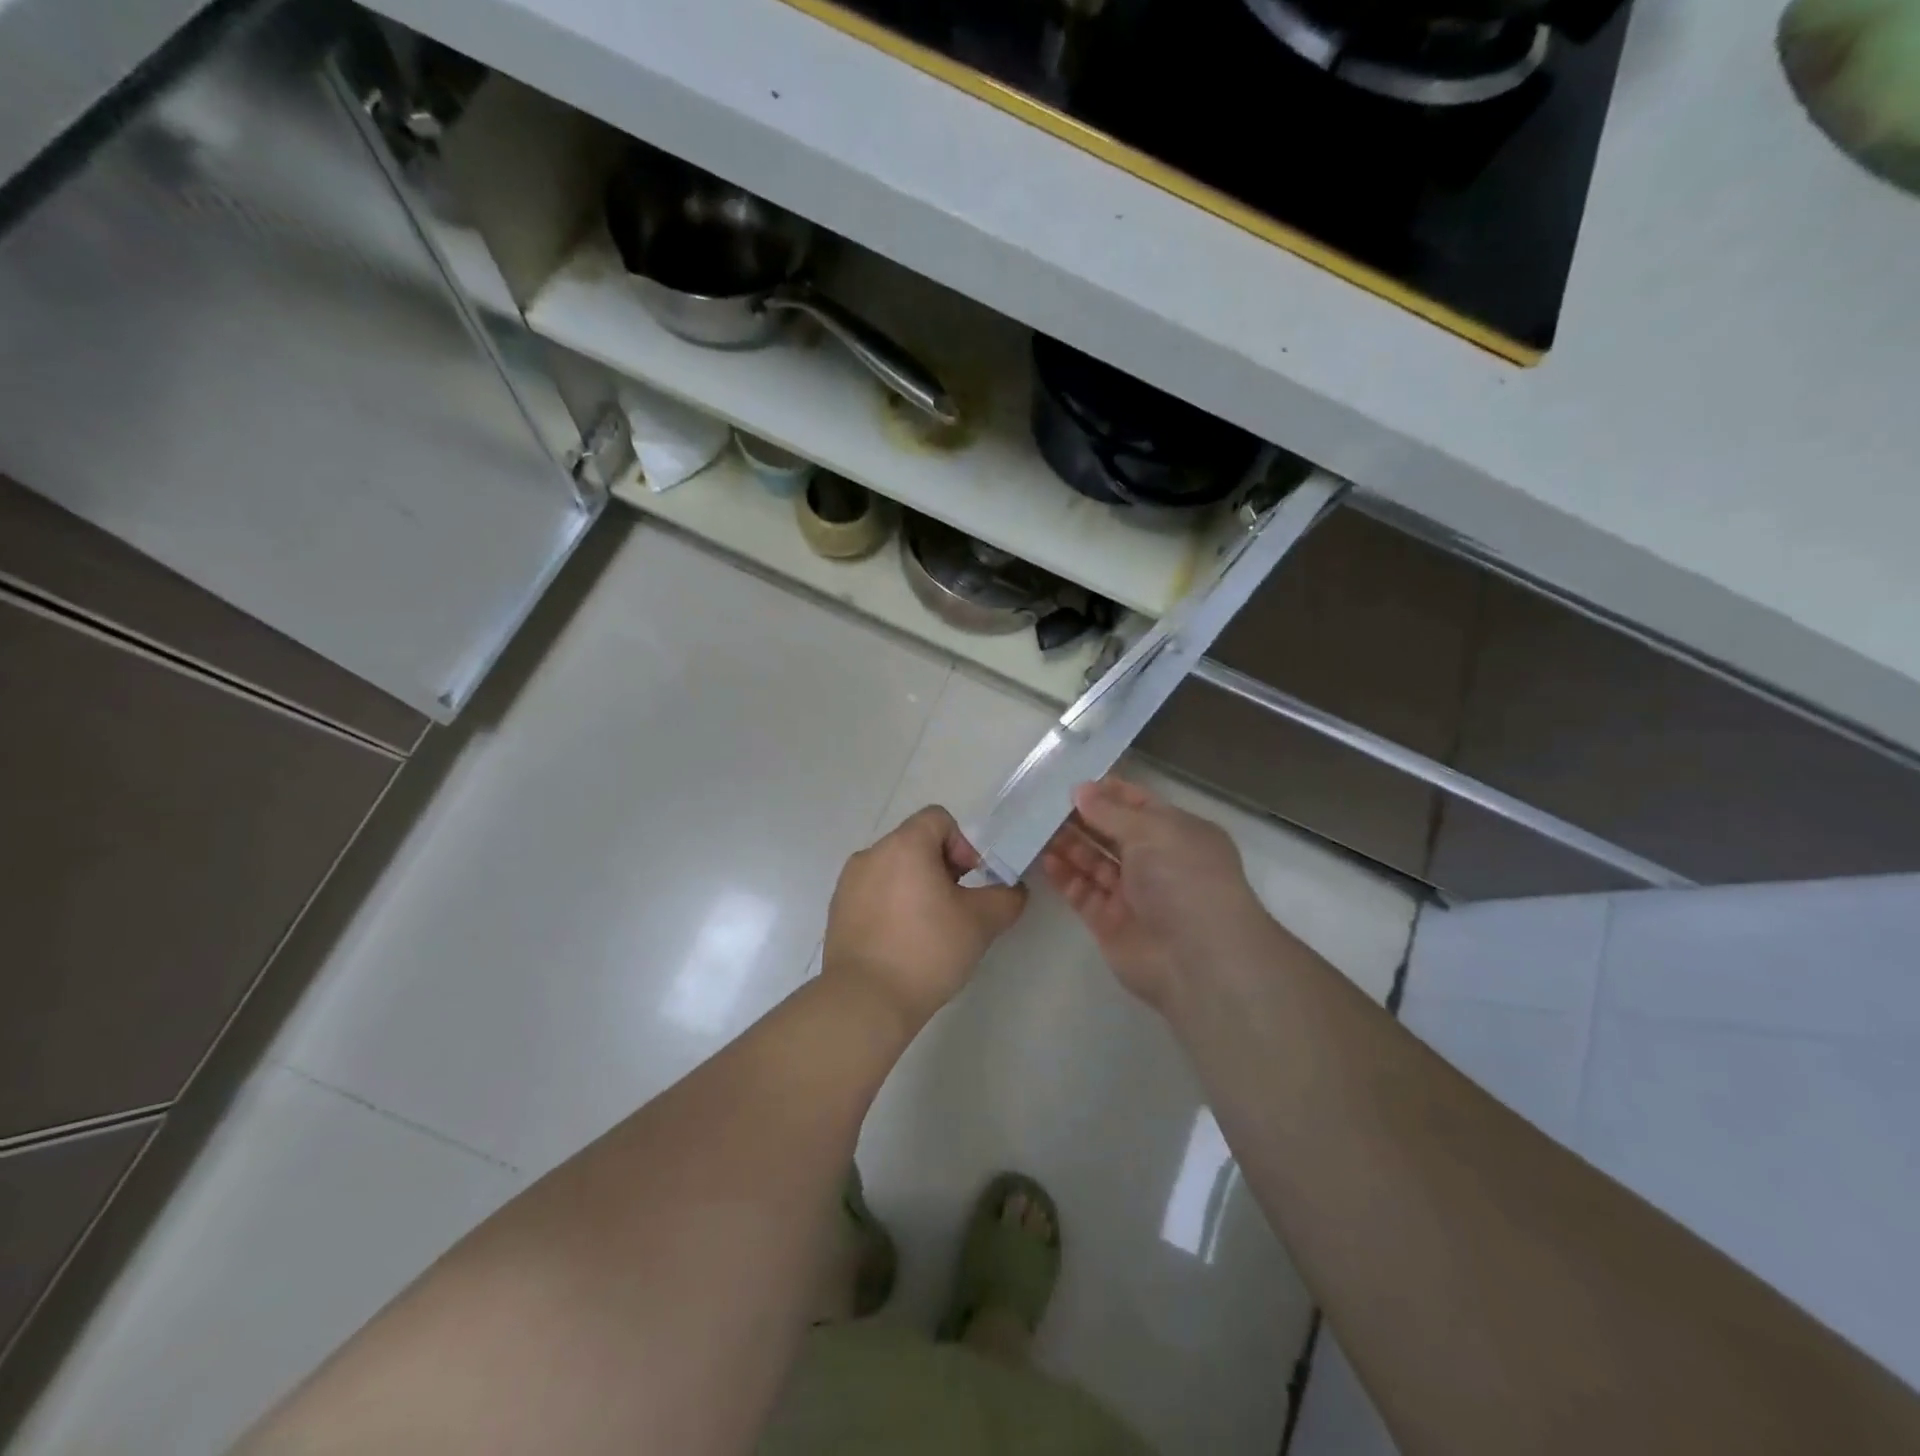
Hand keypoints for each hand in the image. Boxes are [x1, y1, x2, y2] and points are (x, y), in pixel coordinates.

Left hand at [823, 806, 1027, 1027]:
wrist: (865, 1001)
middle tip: (957, 907)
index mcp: (904, 845)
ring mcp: (849, 883)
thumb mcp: (981, 923)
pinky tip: (903, 943)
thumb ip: (1006, 897)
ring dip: (916, 887)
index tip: (972, 880)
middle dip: (942, 867)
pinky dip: (892, 906)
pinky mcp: (837, 911)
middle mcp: (871, 854)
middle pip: (915, 843)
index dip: (963, 843)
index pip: (938, 818)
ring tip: (930, 928)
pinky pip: (873, 894)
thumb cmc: (927, 950)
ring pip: (894, 870)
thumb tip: (1012, 891)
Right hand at [1041, 777, 1280, 1011]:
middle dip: (1082, 818)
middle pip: (1112, 833)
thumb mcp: (1151, 830)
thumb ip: (1110, 811)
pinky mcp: (1110, 922)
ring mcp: (1132, 894)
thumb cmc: (1183, 878)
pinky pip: (1083, 893)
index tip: (1074, 783)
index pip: (1139, 805)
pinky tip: (1045, 859)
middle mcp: (1157, 861)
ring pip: (1094, 862)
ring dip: (1069, 845)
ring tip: (1037, 828)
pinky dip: (1065, 876)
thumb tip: (1081, 789)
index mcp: (1178, 833)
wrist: (1196, 959)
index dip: (1109, 793)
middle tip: (1045, 804)